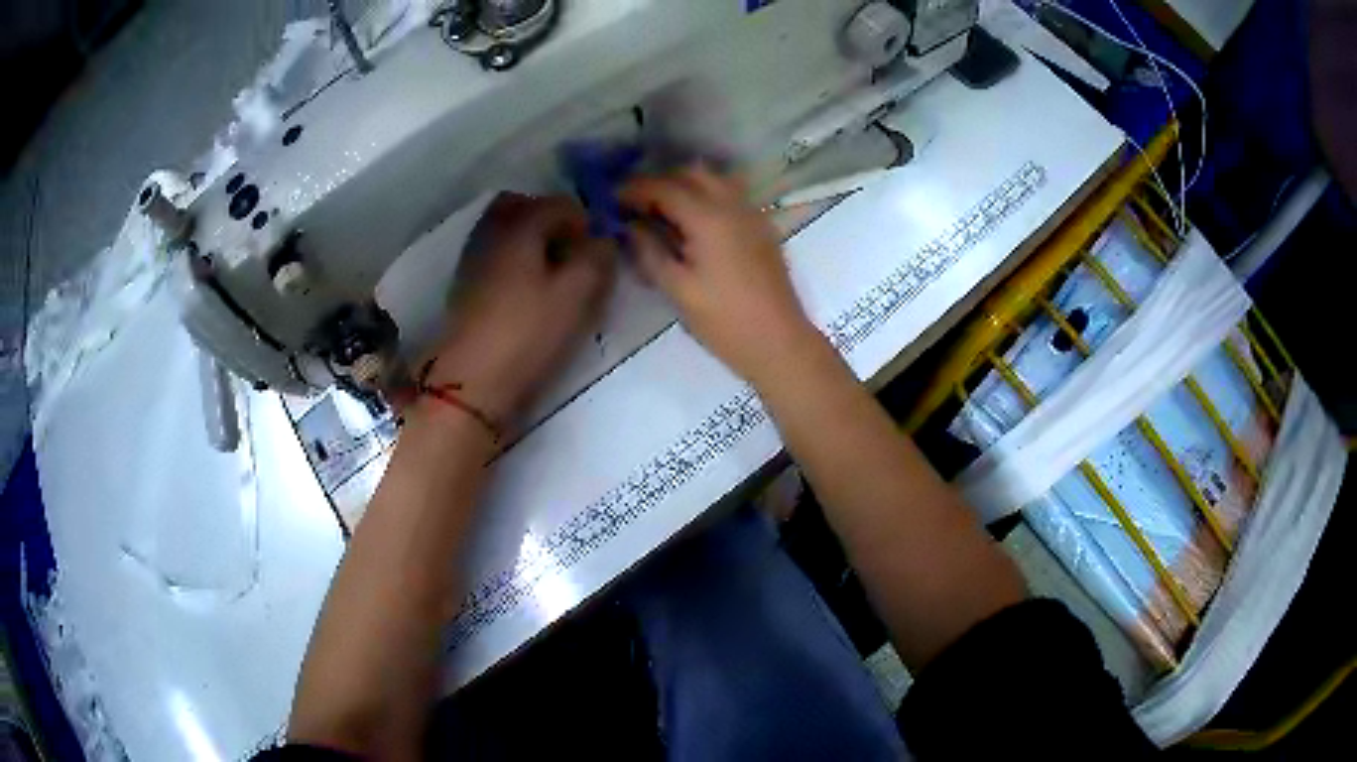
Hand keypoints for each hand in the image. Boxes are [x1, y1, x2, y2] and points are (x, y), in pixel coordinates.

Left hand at [420, 194, 614, 429]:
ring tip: (554, 273)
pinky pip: (494, 255)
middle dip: (550, 220)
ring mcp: (472, 260)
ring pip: (504, 231)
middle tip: (572, 249)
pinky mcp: (465, 288)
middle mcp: (490, 233)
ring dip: (530, 240)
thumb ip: (597, 257)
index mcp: (518, 226)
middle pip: (521, 207)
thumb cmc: (527, 333)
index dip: (585, 220)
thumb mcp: (577, 294)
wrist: (471, 383)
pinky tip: (529, 291)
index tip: (599, 248)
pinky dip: (514, 260)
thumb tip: (603, 239)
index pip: (558, 204)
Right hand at [620, 166, 817, 382]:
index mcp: (709, 218)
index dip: (634, 190)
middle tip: (636, 206)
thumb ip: (649, 251)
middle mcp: (733, 205)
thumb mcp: (678, 289)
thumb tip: (629, 226)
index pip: (664, 188)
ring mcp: (752, 214)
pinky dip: (706, 198)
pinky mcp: (762, 228)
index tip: (610, 200)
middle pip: (692, 174)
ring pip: (715, 182)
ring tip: (662, 214)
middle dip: (661, 182)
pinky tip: (692, 226)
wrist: (779, 343)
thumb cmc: (724, 321)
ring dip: (685, 187)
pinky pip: (730, 197)